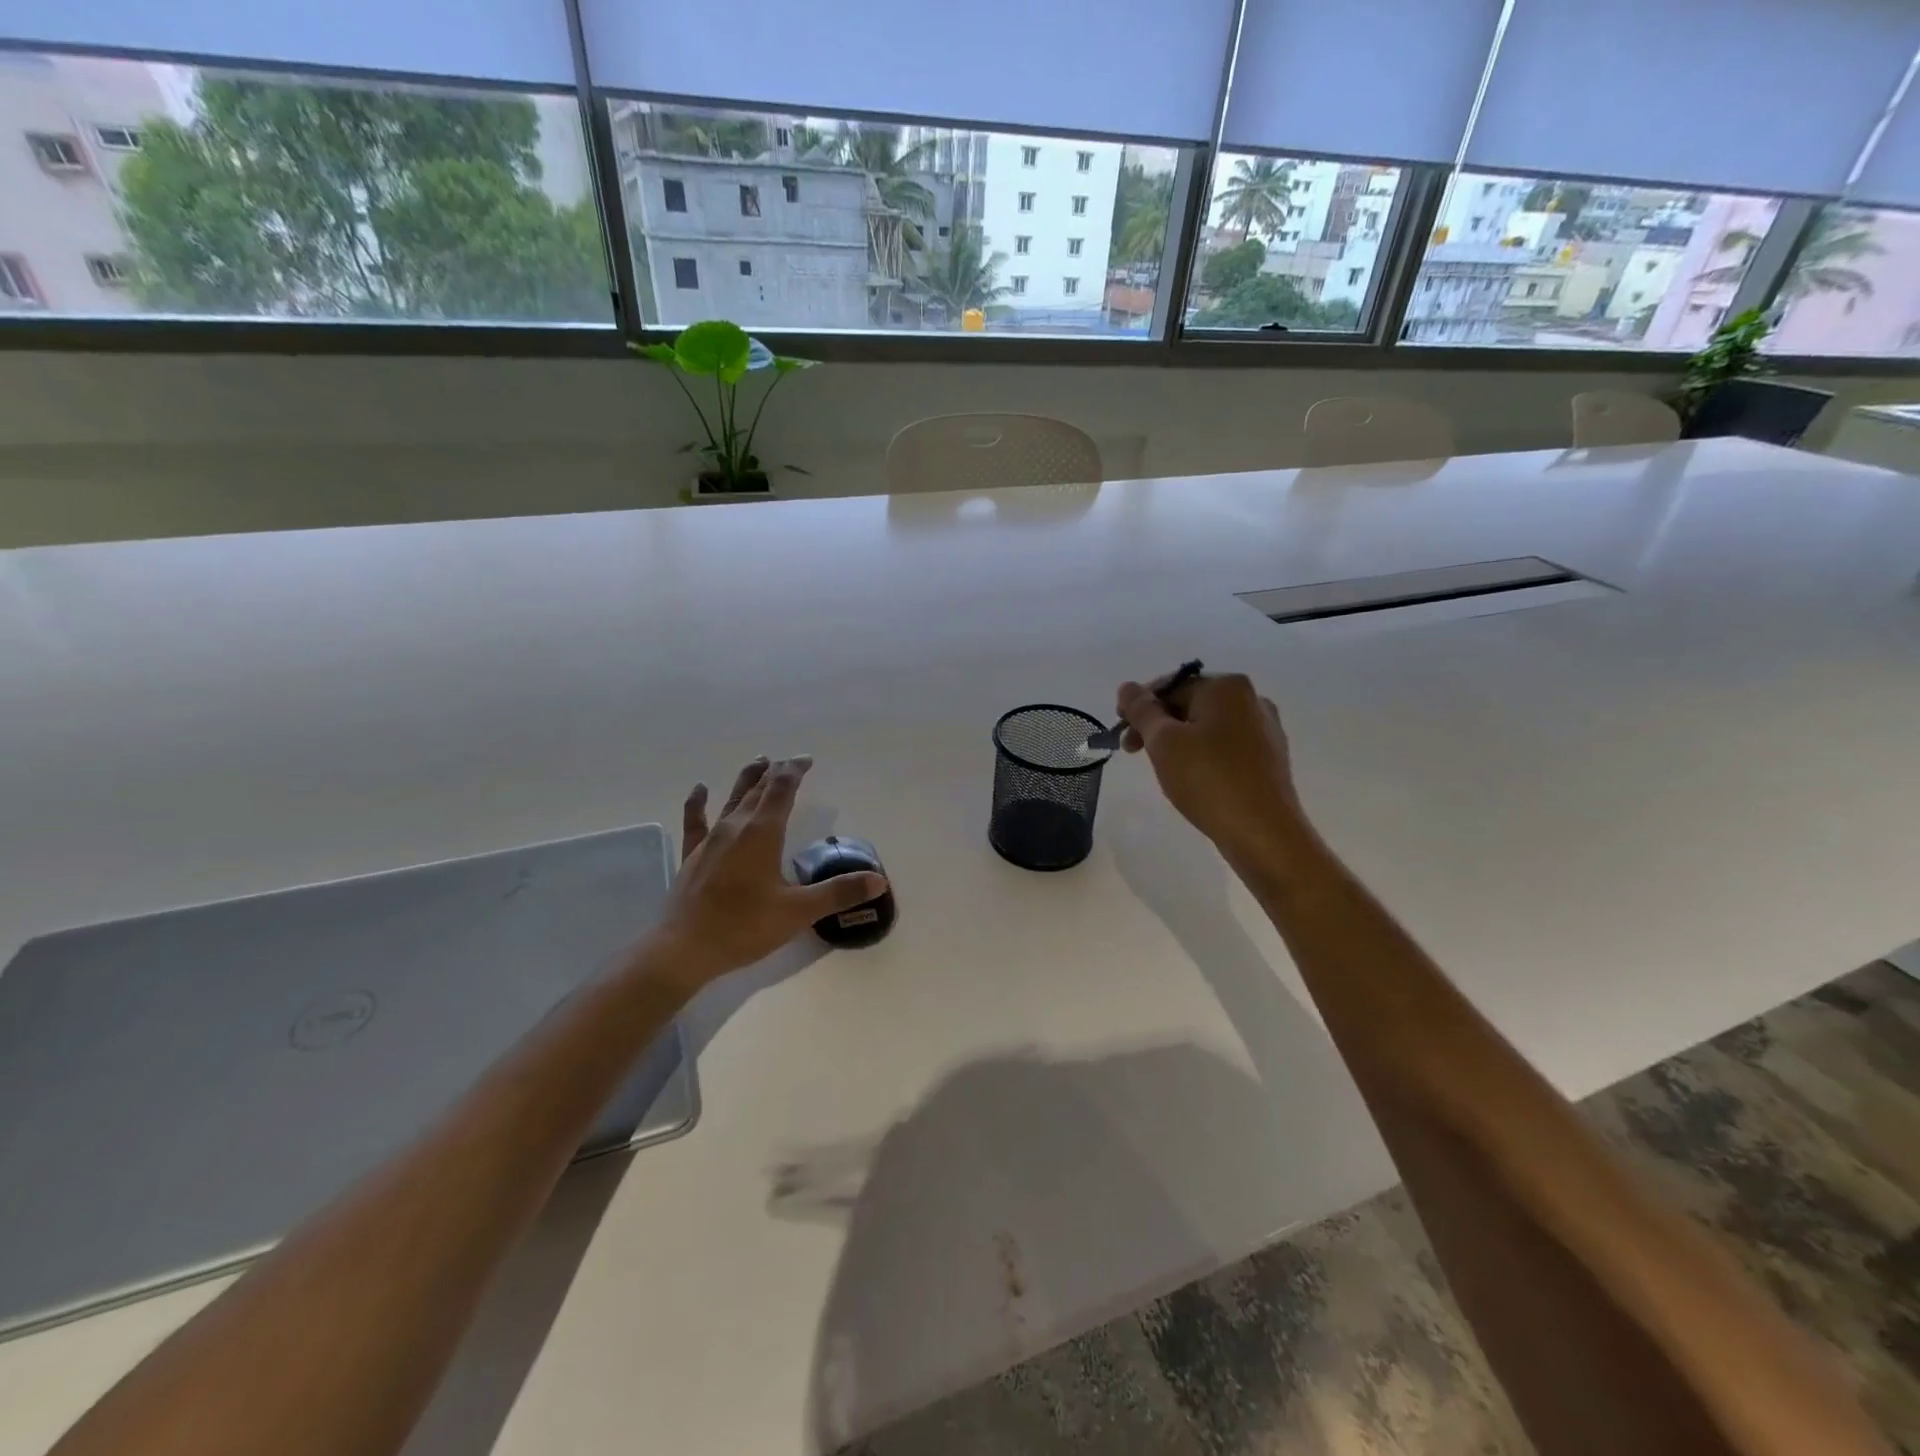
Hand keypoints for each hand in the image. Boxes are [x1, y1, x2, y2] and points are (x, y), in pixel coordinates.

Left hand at [651, 756, 887, 986]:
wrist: (683, 949)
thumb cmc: (744, 927)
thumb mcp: (798, 912)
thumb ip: (838, 893)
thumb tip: (878, 880)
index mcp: (763, 833)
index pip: (782, 790)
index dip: (795, 771)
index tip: (806, 760)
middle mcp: (736, 827)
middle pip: (758, 790)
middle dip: (776, 774)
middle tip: (789, 762)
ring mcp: (710, 840)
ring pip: (731, 799)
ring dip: (746, 779)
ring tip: (758, 761)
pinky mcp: (693, 856)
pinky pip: (696, 821)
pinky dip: (698, 803)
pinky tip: (699, 789)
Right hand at [1116, 672, 1304, 861]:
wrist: (1263, 832)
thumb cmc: (1208, 780)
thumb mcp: (1163, 742)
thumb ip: (1142, 710)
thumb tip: (1127, 687)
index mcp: (1227, 687)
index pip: (1170, 686)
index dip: (1139, 707)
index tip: (1120, 733)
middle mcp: (1252, 699)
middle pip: (1189, 703)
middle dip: (1158, 725)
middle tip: (1133, 753)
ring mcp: (1265, 729)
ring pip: (1207, 726)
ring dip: (1178, 742)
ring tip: (1163, 769)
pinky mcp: (1269, 758)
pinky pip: (1225, 746)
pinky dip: (1203, 755)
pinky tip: (1193, 779)